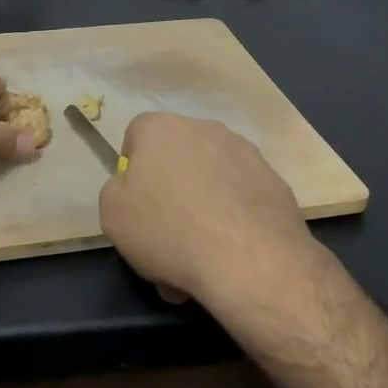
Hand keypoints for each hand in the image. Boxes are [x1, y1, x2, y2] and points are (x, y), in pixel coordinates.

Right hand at [98, 113, 323, 320]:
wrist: (249, 259)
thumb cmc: (168, 230)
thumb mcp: (112, 214)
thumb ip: (116, 189)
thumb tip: (132, 185)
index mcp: (162, 128)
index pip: (137, 135)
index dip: (133, 169)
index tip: (136, 203)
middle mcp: (205, 129)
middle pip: (177, 159)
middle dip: (170, 192)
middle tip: (166, 237)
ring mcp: (246, 153)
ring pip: (211, 181)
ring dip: (202, 209)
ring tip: (199, 256)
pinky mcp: (275, 181)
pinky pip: (241, 198)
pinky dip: (233, 220)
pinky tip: (230, 254)